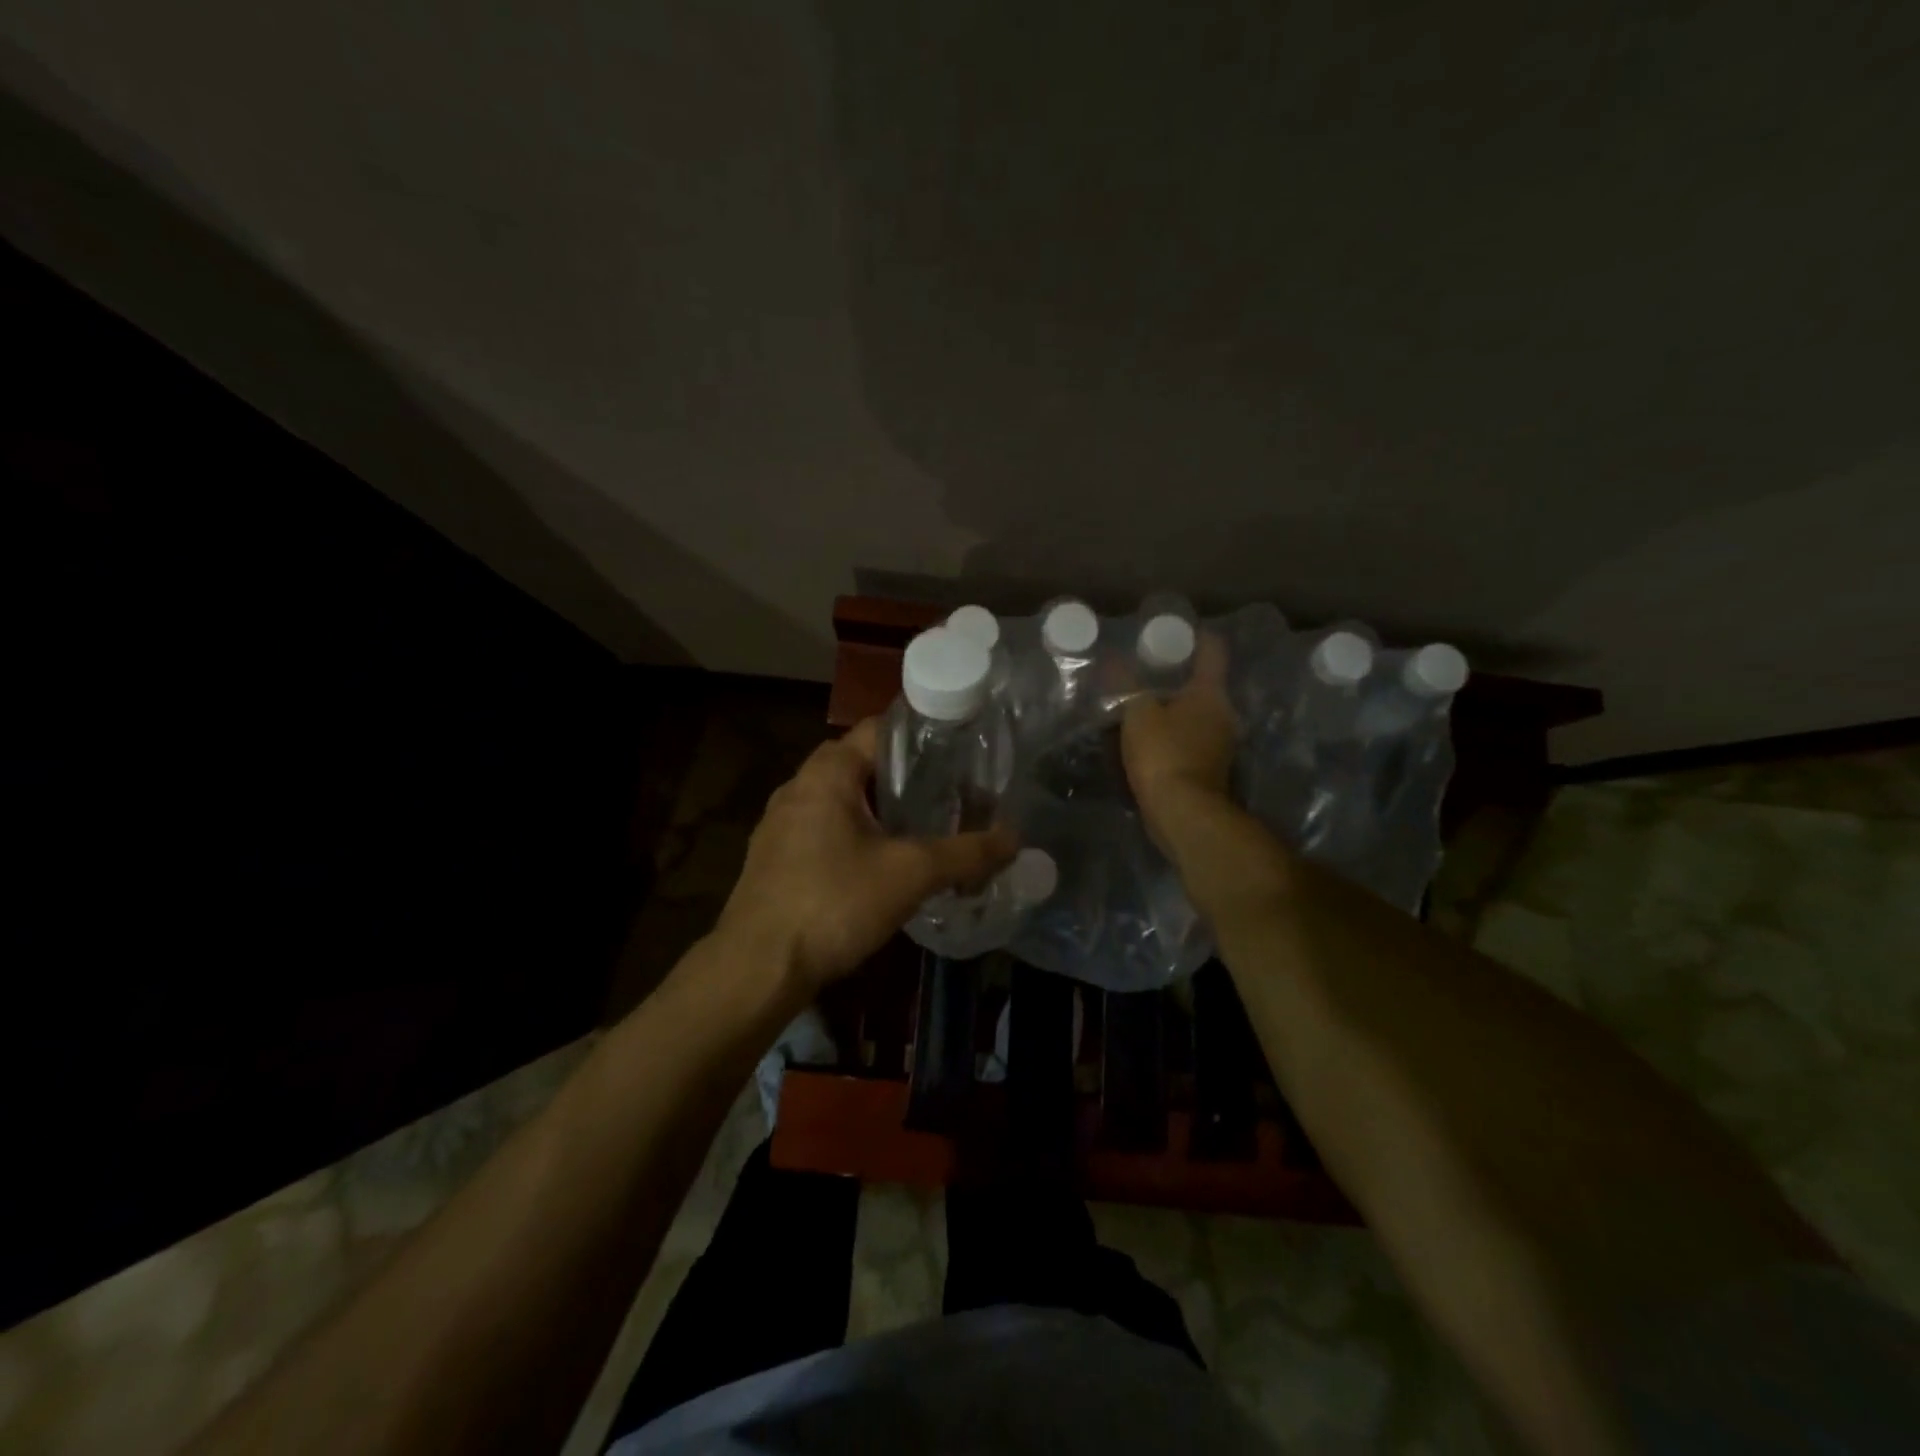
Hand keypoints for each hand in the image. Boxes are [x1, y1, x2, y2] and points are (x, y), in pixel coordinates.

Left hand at [717, 718, 1016, 995]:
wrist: (758, 968)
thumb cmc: (833, 902)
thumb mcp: (910, 874)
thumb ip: (966, 853)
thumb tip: (1015, 839)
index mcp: (827, 771)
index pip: (882, 729)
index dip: (925, 735)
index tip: (964, 750)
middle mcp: (799, 786)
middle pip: (865, 765)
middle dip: (910, 778)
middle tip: (955, 793)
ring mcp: (781, 823)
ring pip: (846, 800)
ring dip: (884, 810)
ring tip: (929, 826)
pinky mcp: (776, 857)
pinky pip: (828, 829)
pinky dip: (860, 835)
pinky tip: (885, 863)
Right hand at [1122, 635, 1236, 847]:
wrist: (1183, 813)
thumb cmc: (1164, 754)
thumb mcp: (1137, 713)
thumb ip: (1125, 685)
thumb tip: (1113, 658)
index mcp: (1211, 694)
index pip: (1212, 653)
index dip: (1198, 638)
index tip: (1179, 633)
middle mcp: (1224, 715)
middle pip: (1204, 687)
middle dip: (1179, 680)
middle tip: (1149, 673)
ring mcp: (1221, 746)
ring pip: (1198, 717)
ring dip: (1176, 712)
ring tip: (1145, 708)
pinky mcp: (1210, 771)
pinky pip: (1191, 743)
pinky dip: (1174, 738)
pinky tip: (1151, 742)